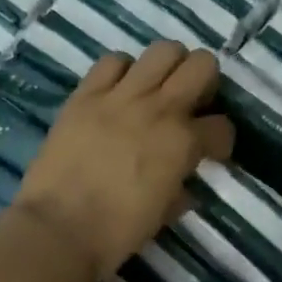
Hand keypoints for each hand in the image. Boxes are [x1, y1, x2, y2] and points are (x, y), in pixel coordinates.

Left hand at [11, 43, 234, 281]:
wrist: (59, 229)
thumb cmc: (116, 231)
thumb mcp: (163, 213)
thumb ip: (180, 187)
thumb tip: (183, 181)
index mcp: (183, 142)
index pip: (222, 126)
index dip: (220, 139)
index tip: (211, 149)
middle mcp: (160, 108)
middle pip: (202, 64)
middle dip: (204, 81)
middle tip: (190, 102)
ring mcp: (122, 96)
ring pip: (162, 50)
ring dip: (167, 67)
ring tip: (156, 88)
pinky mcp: (87, 93)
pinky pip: (112, 61)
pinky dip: (121, 71)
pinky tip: (118, 90)